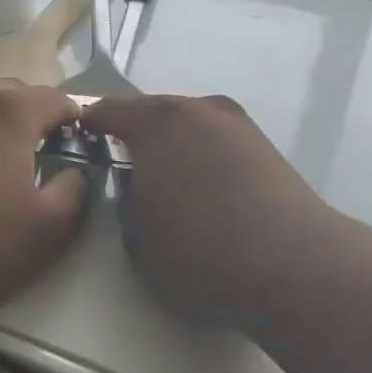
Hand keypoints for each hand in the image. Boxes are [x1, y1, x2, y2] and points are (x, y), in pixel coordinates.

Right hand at [82, 94, 337, 326]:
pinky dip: (206, 160)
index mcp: (157, 121)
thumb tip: (137, 185)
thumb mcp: (137, 239)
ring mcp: (238, 125)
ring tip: (170, 185)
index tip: (80, 143)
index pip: (108, 111)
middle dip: (136, 136)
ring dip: (175, 148)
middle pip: (154, 113)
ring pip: (191, 128)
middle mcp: (199, 109)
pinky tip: (209, 193)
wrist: (291, 263)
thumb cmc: (199, 251)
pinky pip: (220, 145)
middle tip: (124, 169)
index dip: (89, 126)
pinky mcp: (267, 147)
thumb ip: (126, 203)